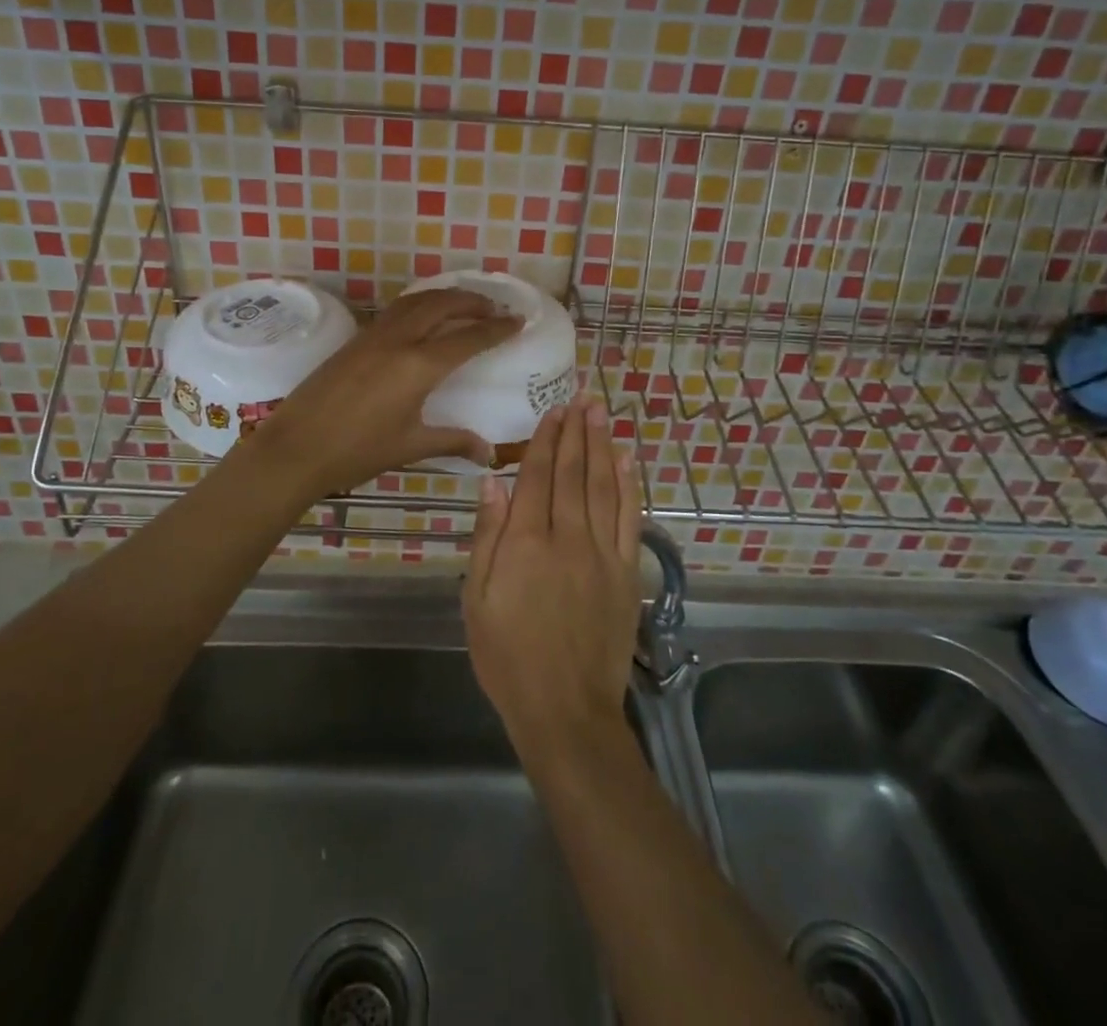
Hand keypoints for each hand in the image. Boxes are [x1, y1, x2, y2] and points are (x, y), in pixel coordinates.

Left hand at [244, 287, 521, 497]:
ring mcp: (374, 335)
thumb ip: (452, 441)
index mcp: (419, 366)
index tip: (518, 320)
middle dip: (473, 301)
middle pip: (443, 305)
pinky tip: (424, 318)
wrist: (296, 447)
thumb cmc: (357, 451)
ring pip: (417, 301)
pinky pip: (397, 310)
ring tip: (464, 304)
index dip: (497, 328)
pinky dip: (420, 304)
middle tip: (495, 307)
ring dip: (445, 296)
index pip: (469, 338)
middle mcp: (400, 340)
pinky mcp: (356, 339)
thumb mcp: (410, 446)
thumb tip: (488, 452)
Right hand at [464, 395, 644, 759]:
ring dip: (602, 446)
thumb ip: (488, 537)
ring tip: (601, 414)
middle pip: (573, 473)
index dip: (546, 441)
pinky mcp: (626, 572)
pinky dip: (628, 485)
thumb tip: (494, 482)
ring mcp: (602, 553)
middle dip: (576, 432)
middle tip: (581, 398)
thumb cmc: (508, 656)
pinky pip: (630, 519)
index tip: (553, 411)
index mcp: (526, 542)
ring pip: (603, 487)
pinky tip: (626, 461)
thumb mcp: (476, 599)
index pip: (538, 477)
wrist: (565, 708)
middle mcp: (567, 537)